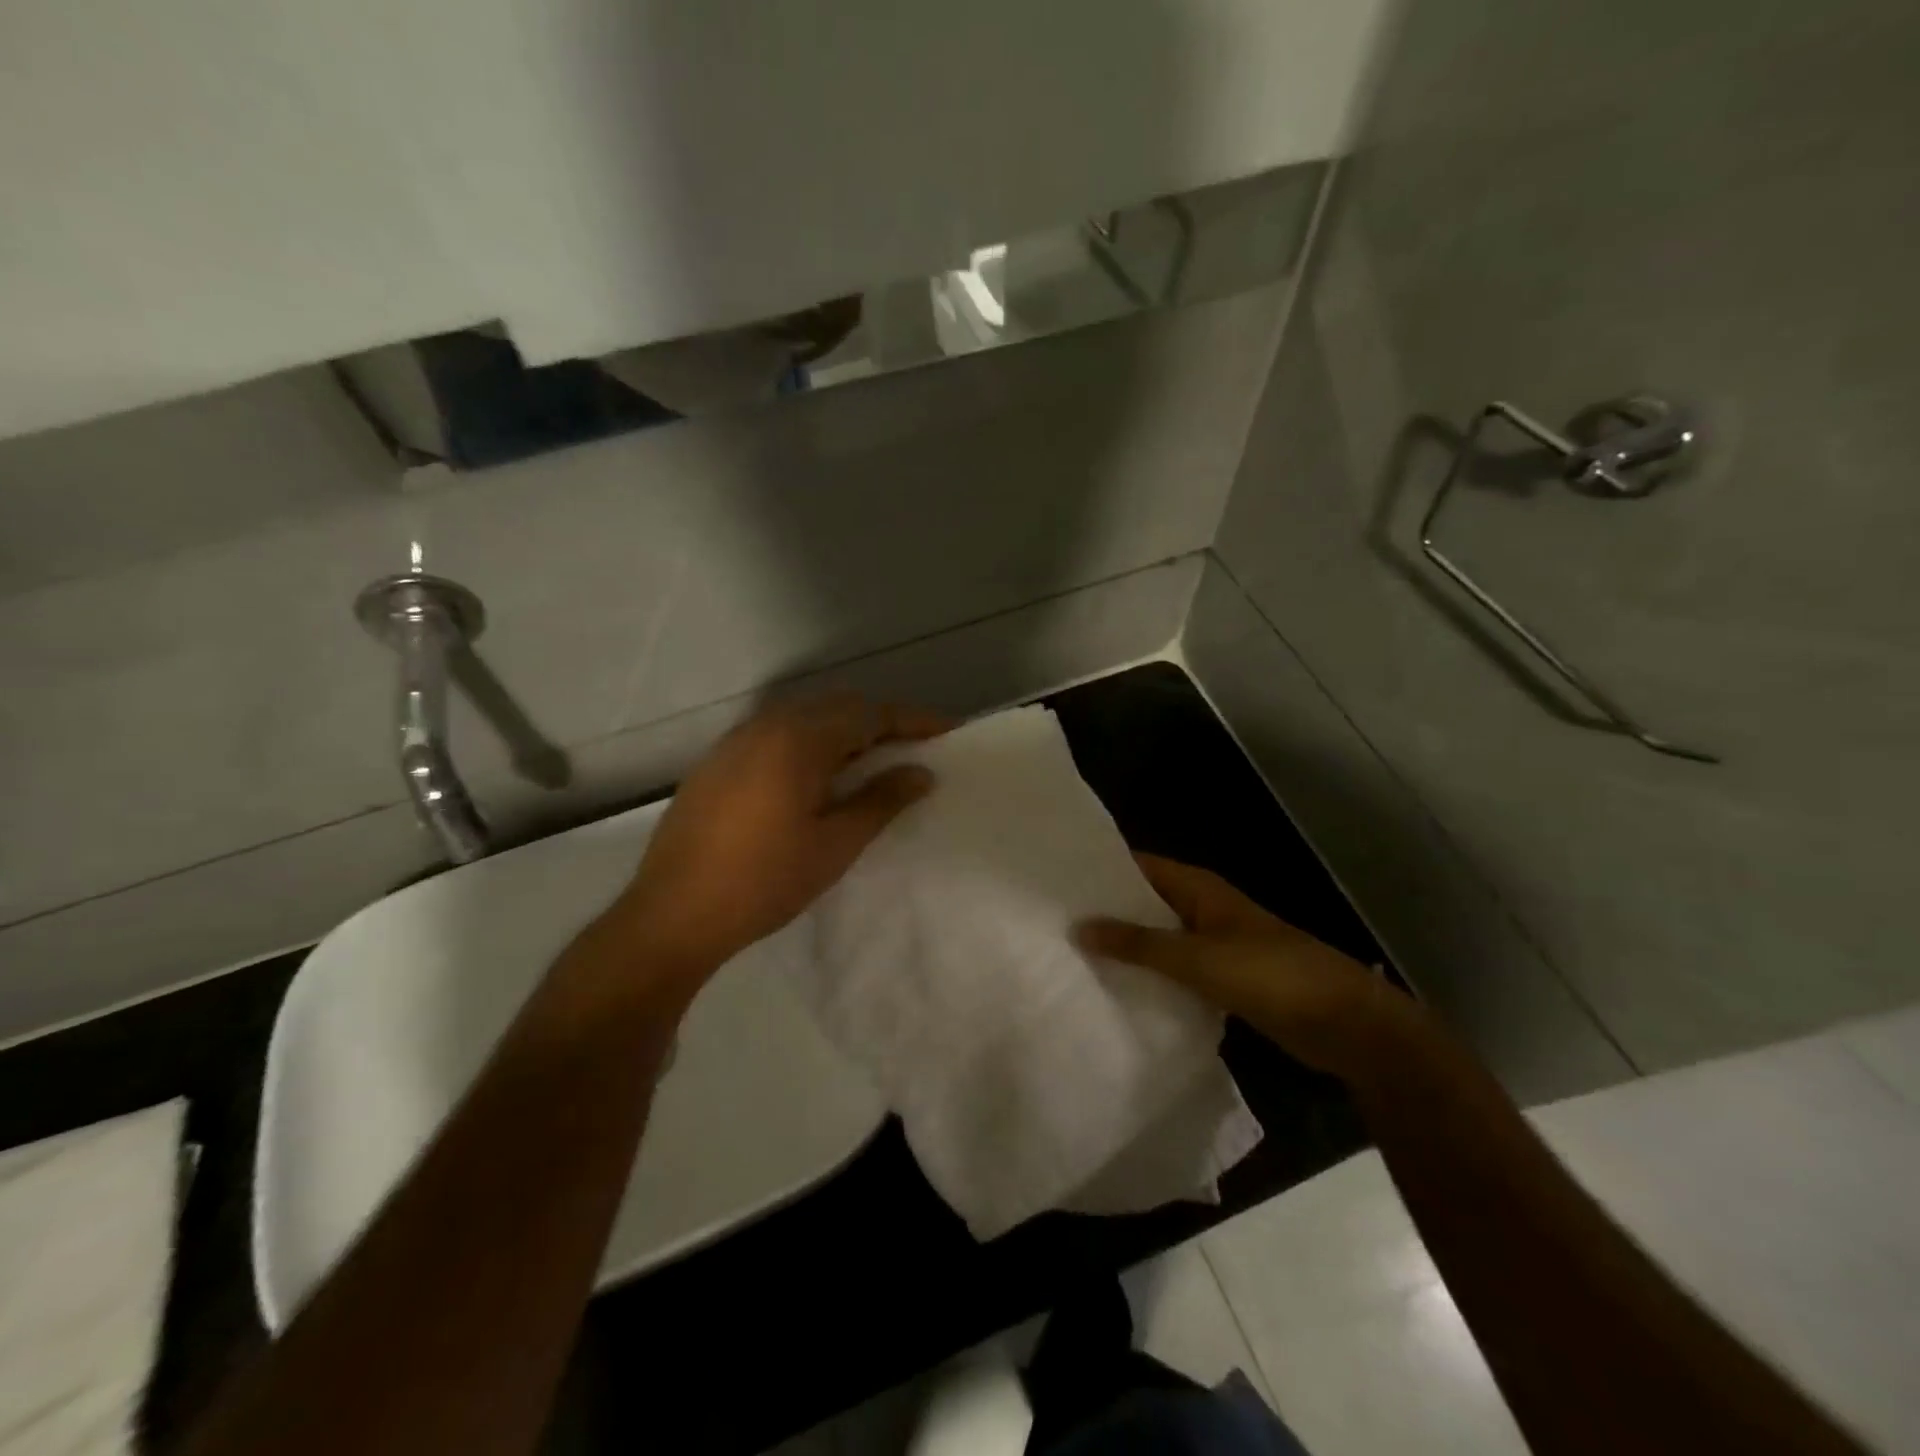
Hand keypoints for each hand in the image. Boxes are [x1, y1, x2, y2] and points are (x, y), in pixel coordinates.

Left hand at [612, 695, 947, 979]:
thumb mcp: (835, 845)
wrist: (672, 914)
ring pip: (804, 718)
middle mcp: (766, 726)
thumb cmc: (764, 881)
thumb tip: (920, 772)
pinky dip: (809, 743)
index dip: (912, 720)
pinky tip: (816, 778)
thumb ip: (881, 801)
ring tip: (870, 763)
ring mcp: (736, 741)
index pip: (869, 714)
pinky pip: (776, 734)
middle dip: (879, 721)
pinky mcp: (717, 762)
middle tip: (911, 749)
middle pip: (837, 707)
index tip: (947, 731)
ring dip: (843, 731)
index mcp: (799, 740)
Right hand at [1077, 854, 1424, 1081]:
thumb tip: (1080, 925)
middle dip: (1107, 911)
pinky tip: (1118, 990)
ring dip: (1127, 947)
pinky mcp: (1224, 979)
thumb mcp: (1199, 958)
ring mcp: (1214, 945)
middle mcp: (1203, 909)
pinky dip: (1151, 976)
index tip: (1058, 882)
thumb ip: (1139, 944)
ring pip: (1159, 939)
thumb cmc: (1271, 975)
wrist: (1345, 1025)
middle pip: (1145, 902)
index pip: (1138, 866)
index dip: (1101, 871)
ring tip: (1073, 955)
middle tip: (1054, 922)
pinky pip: (1176, 970)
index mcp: (1199, 888)